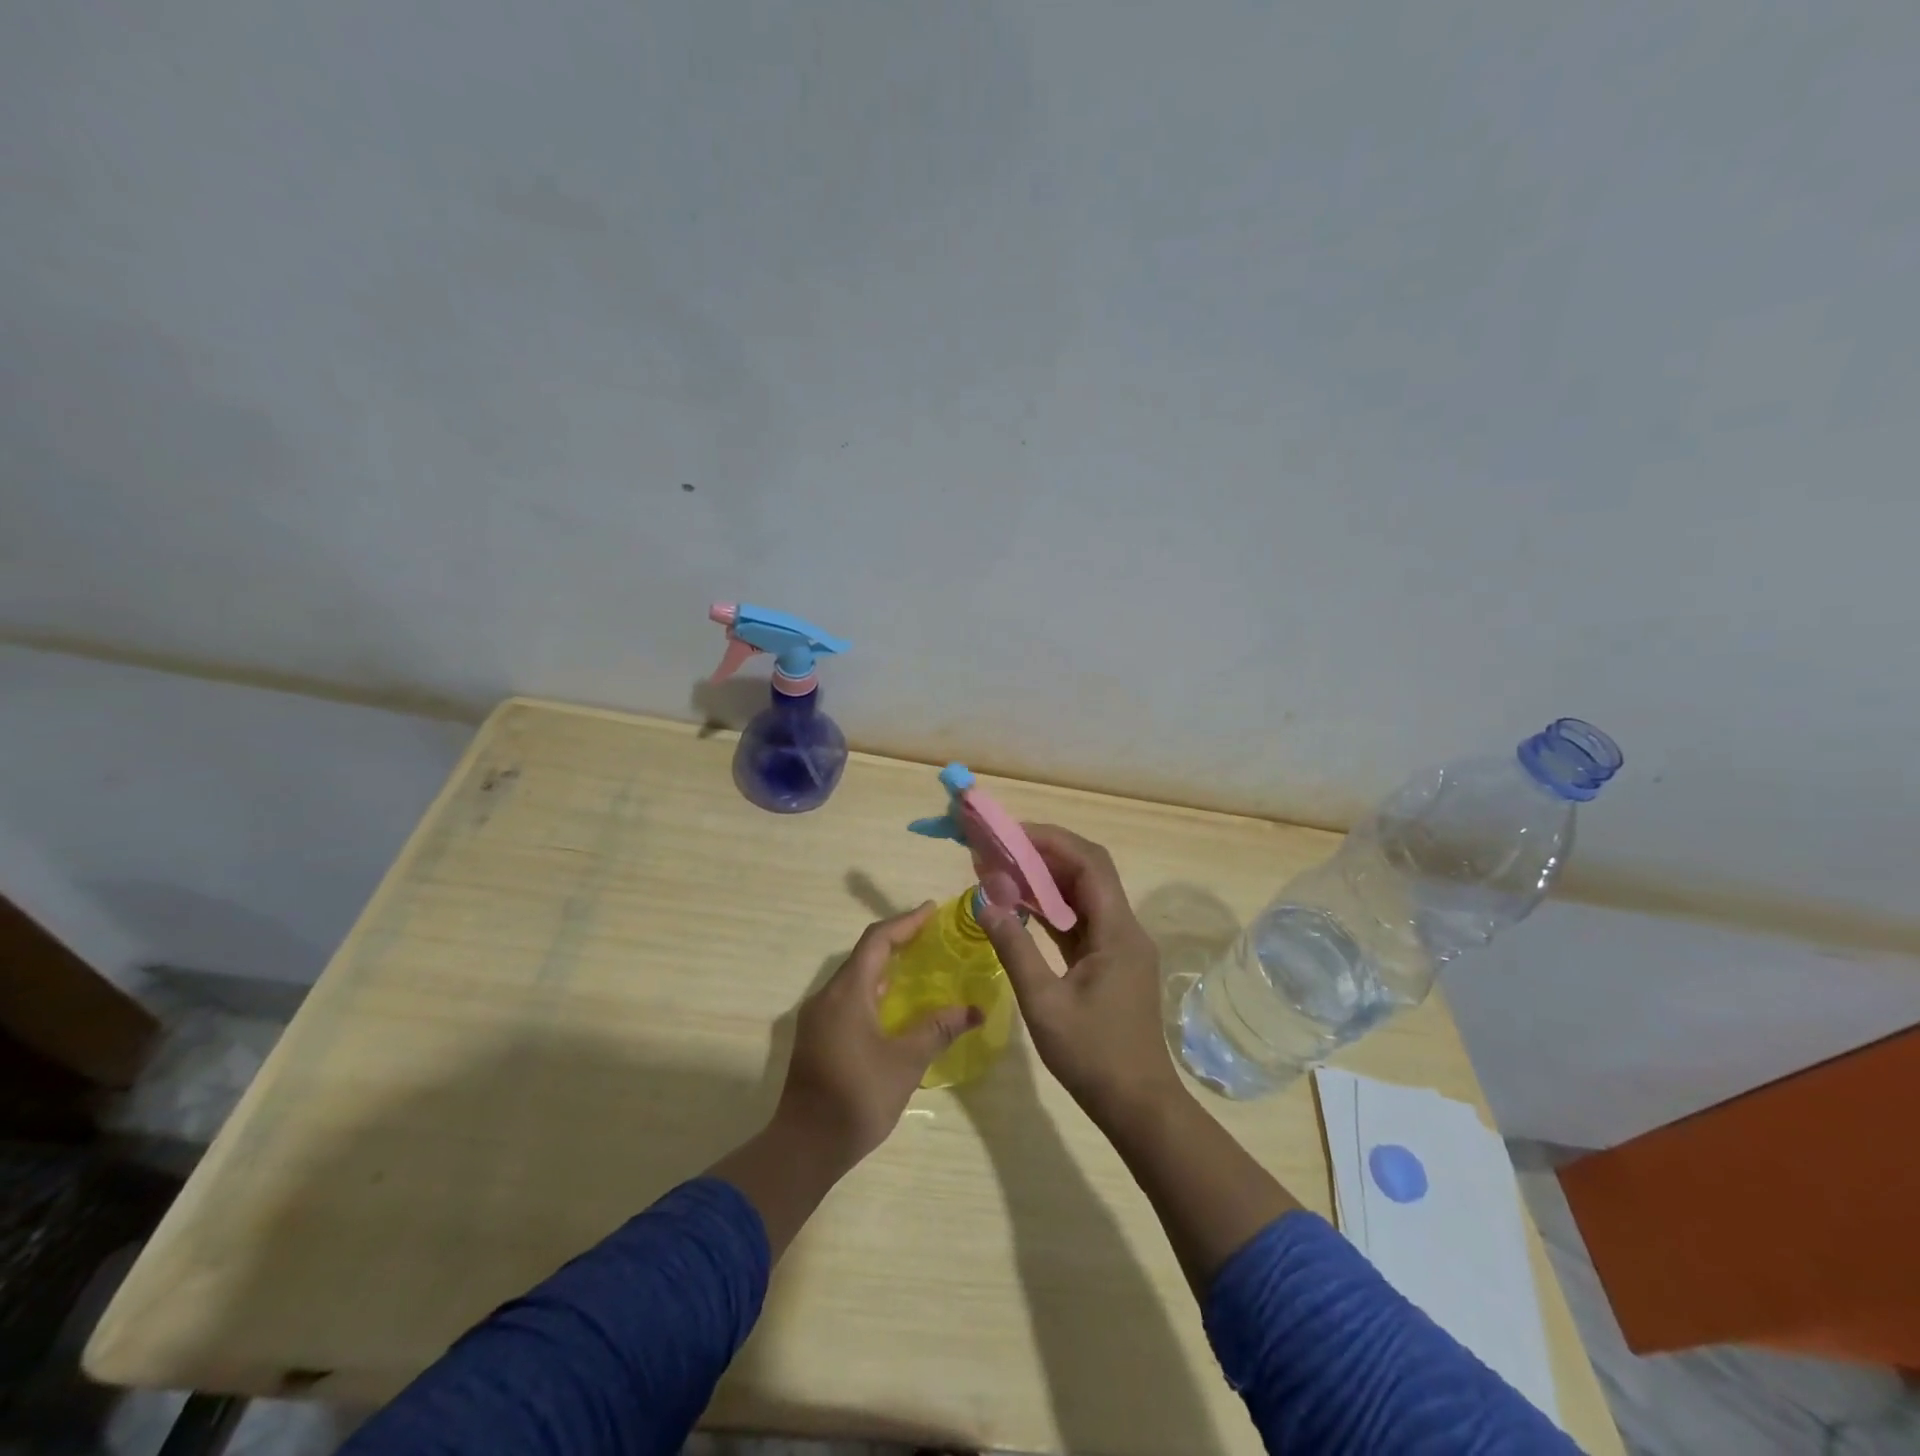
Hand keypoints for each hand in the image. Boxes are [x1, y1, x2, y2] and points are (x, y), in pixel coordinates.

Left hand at [776, 902, 983, 1165]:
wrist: (804, 1147)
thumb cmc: (857, 1098)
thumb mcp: (906, 1062)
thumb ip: (938, 1029)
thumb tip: (975, 1010)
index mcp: (846, 992)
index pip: (877, 941)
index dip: (905, 922)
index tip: (932, 910)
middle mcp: (827, 995)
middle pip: (864, 955)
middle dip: (898, 941)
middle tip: (932, 936)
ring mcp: (818, 1017)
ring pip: (855, 978)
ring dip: (885, 967)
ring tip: (920, 966)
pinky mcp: (817, 1037)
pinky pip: (849, 998)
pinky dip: (875, 990)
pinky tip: (896, 1006)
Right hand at [978, 825, 1186, 1127]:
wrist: (1138, 1105)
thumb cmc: (1092, 1056)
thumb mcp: (1044, 1003)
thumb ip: (1014, 948)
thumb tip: (985, 899)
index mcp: (1116, 931)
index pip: (1089, 863)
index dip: (1051, 841)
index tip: (1011, 835)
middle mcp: (1124, 928)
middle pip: (1088, 872)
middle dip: (1045, 854)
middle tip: (1001, 850)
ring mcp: (1120, 945)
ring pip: (1084, 895)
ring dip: (1047, 881)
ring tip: (1004, 871)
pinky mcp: (1111, 962)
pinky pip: (1081, 920)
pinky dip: (1052, 909)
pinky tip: (1021, 908)